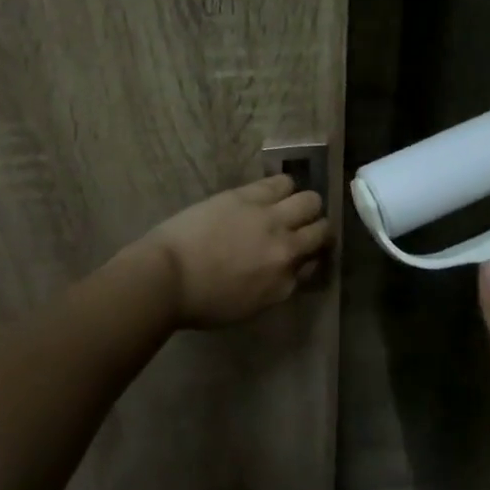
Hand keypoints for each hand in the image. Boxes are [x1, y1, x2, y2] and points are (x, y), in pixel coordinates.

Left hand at [143, 175, 331, 328]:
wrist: (167, 277)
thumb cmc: (199, 302)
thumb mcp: (248, 307)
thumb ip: (275, 286)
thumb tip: (286, 268)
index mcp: (284, 284)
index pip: (314, 264)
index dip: (310, 256)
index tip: (302, 253)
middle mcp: (287, 250)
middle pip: (322, 230)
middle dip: (316, 227)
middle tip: (302, 226)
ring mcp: (270, 219)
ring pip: (310, 200)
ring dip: (303, 204)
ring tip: (288, 205)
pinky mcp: (250, 196)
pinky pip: (282, 182)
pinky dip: (282, 186)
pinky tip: (273, 190)